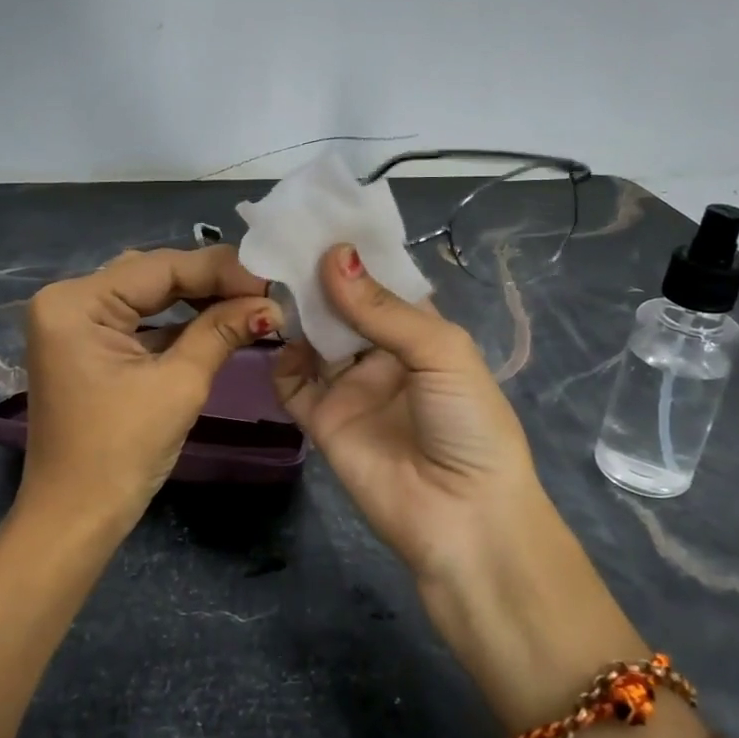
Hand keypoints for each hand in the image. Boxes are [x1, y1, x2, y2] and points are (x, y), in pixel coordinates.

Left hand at [18, 246, 280, 533]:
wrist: (74, 519)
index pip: (160, 267)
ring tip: (249, 301)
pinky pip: (136, 320)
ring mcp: (72, 323)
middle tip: (265, 288)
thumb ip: (222, 331)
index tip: (272, 277)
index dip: (221, 269)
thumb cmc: (121, 454)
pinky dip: (175, 321)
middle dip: (210, 281)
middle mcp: (66, 300)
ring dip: (196, 299)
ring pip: (146, 294)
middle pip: (151, 275)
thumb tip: (271, 303)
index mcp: (75, 303)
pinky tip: (217, 319)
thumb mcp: (178, 386)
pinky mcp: (85, 345)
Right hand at [273, 244, 639, 729]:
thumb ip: (382, 308)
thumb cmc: (468, 425)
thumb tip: (332, 255)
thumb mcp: (441, 353)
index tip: (318, 218)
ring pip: (314, 338)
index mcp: (421, 332)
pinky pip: (293, 382)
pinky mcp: (322, 419)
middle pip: (342, 306)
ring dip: (297, 312)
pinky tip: (276, 338)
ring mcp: (350, 386)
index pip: (382, 282)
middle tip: (281, 242)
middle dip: (318, 277)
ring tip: (270, 280)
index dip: (355, 253)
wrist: (462, 519)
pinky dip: (281, 359)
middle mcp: (382, 354)